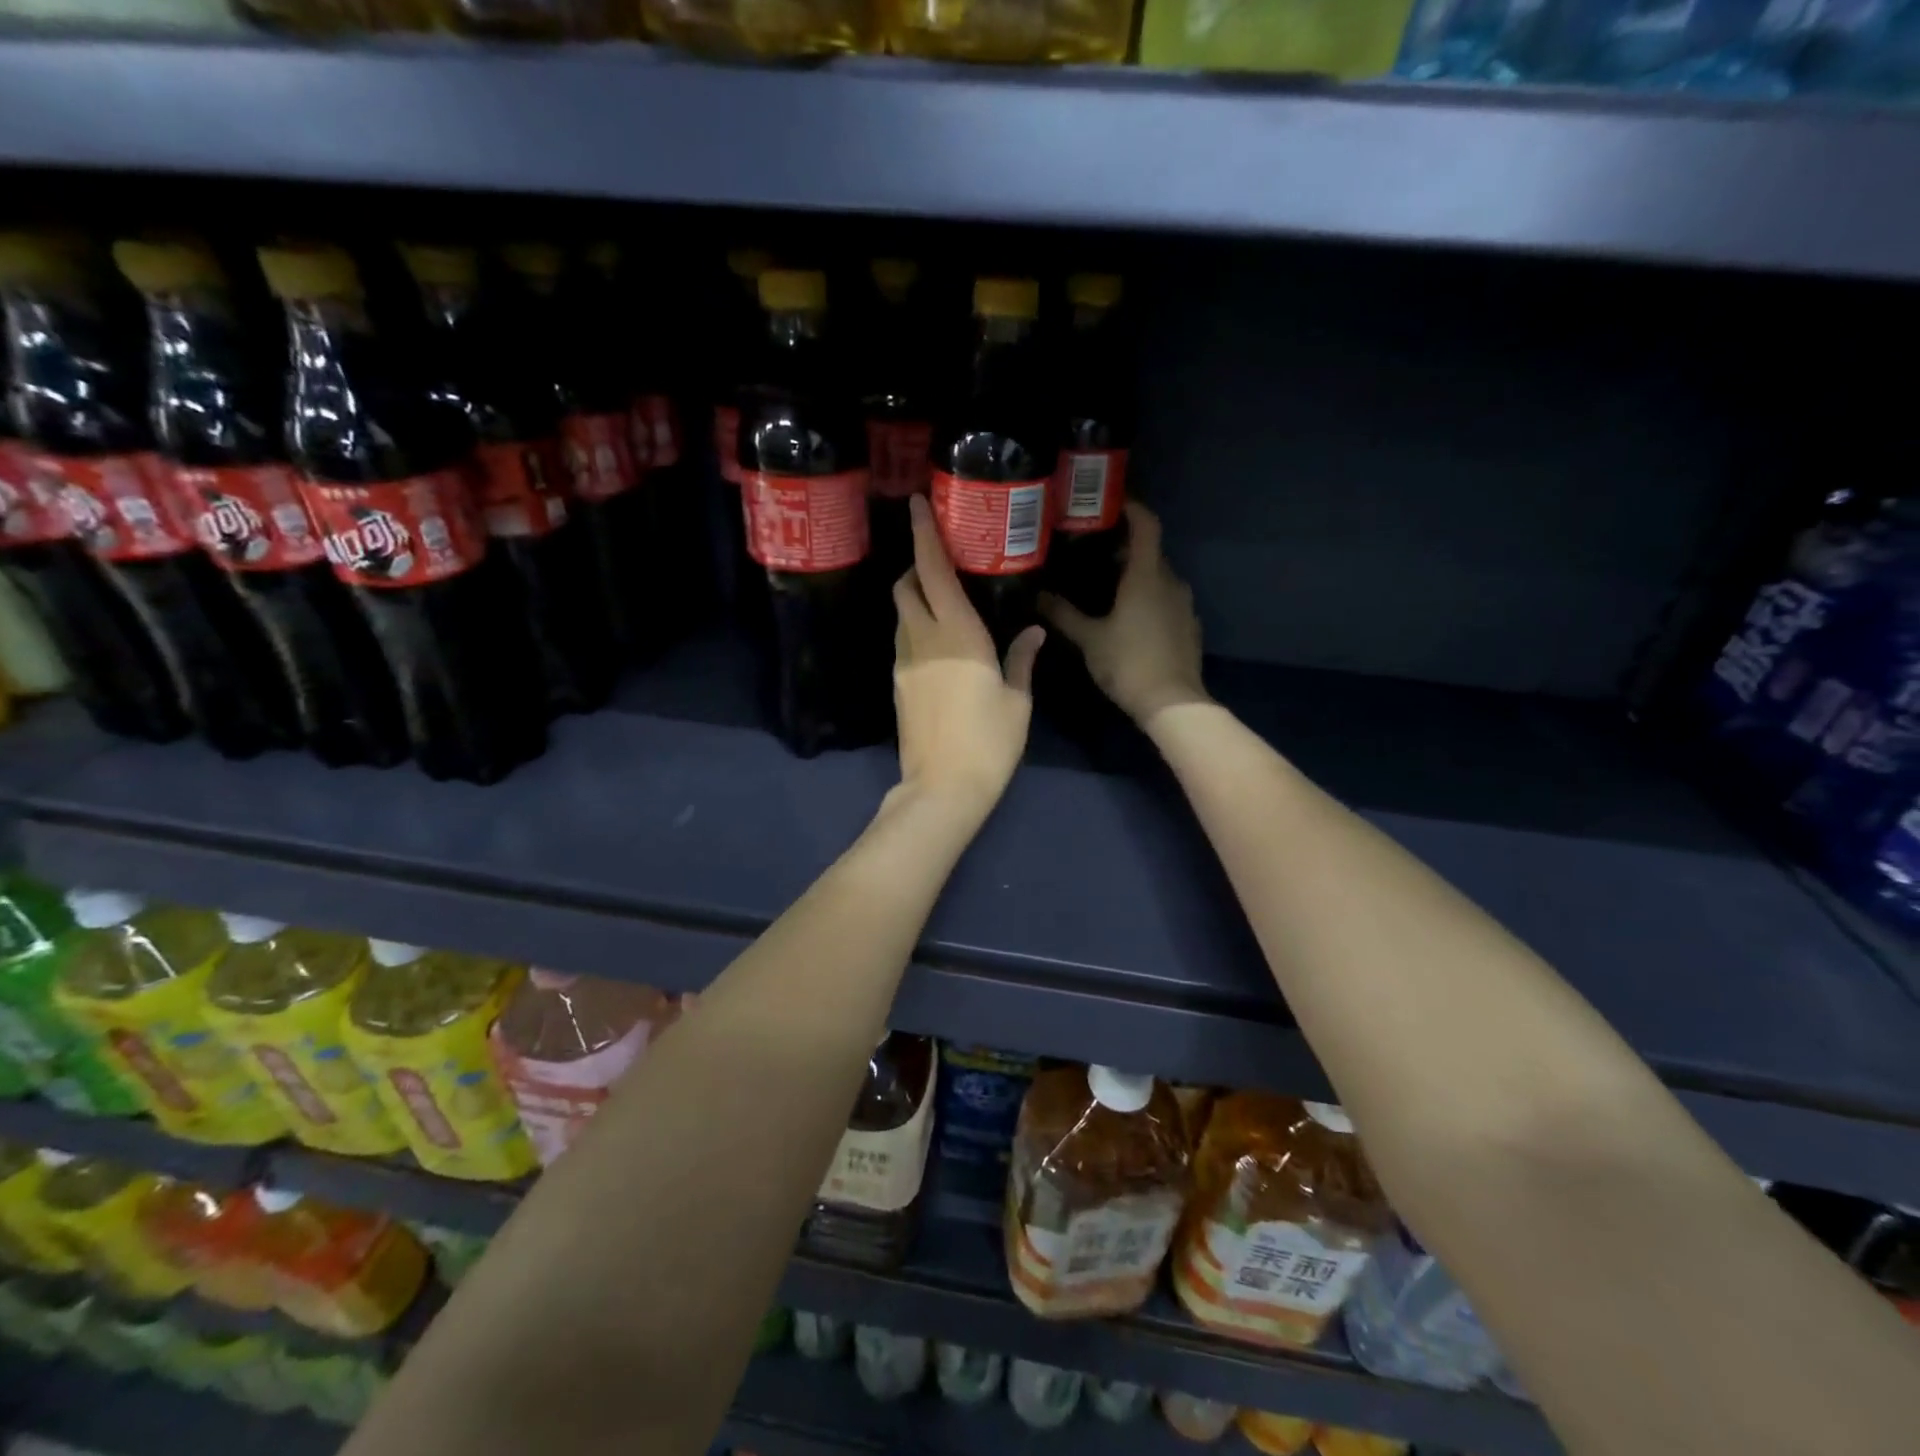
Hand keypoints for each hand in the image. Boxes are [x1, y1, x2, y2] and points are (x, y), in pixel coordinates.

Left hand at [890, 495, 1043, 818]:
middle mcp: (922, 639)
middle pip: (905, 587)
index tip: (916, 505)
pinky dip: (915, 629)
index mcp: (957, 633)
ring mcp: (904, 663)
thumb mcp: (1017, 700)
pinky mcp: (898, 685)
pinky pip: (903, 642)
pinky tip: (939, 643)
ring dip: (914, 598)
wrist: (942, 788)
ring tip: (942, 601)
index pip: (932, 571)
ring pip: (901, 615)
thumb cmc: (989, 741)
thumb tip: (1034, 632)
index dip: (924, 535)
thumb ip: (1023, 659)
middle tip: (941, 563)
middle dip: (915, 566)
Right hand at [1040, 502, 1209, 727]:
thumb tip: (1038, 595)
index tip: (1110, 503)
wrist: (1172, 702)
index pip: (1146, 525)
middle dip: (1125, 546)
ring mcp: (1183, 605)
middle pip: (1151, 551)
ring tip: (1107, 584)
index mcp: (1146, 576)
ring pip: (1159, 577)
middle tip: (1093, 551)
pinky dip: (1148, 597)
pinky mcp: (1188, 626)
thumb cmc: (1128, 663)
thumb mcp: (1089, 639)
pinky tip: (1129, 616)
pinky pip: (1166, 599)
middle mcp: (1170, 582)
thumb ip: (1063, 614)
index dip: (1132, 508)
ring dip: (1136, 574)